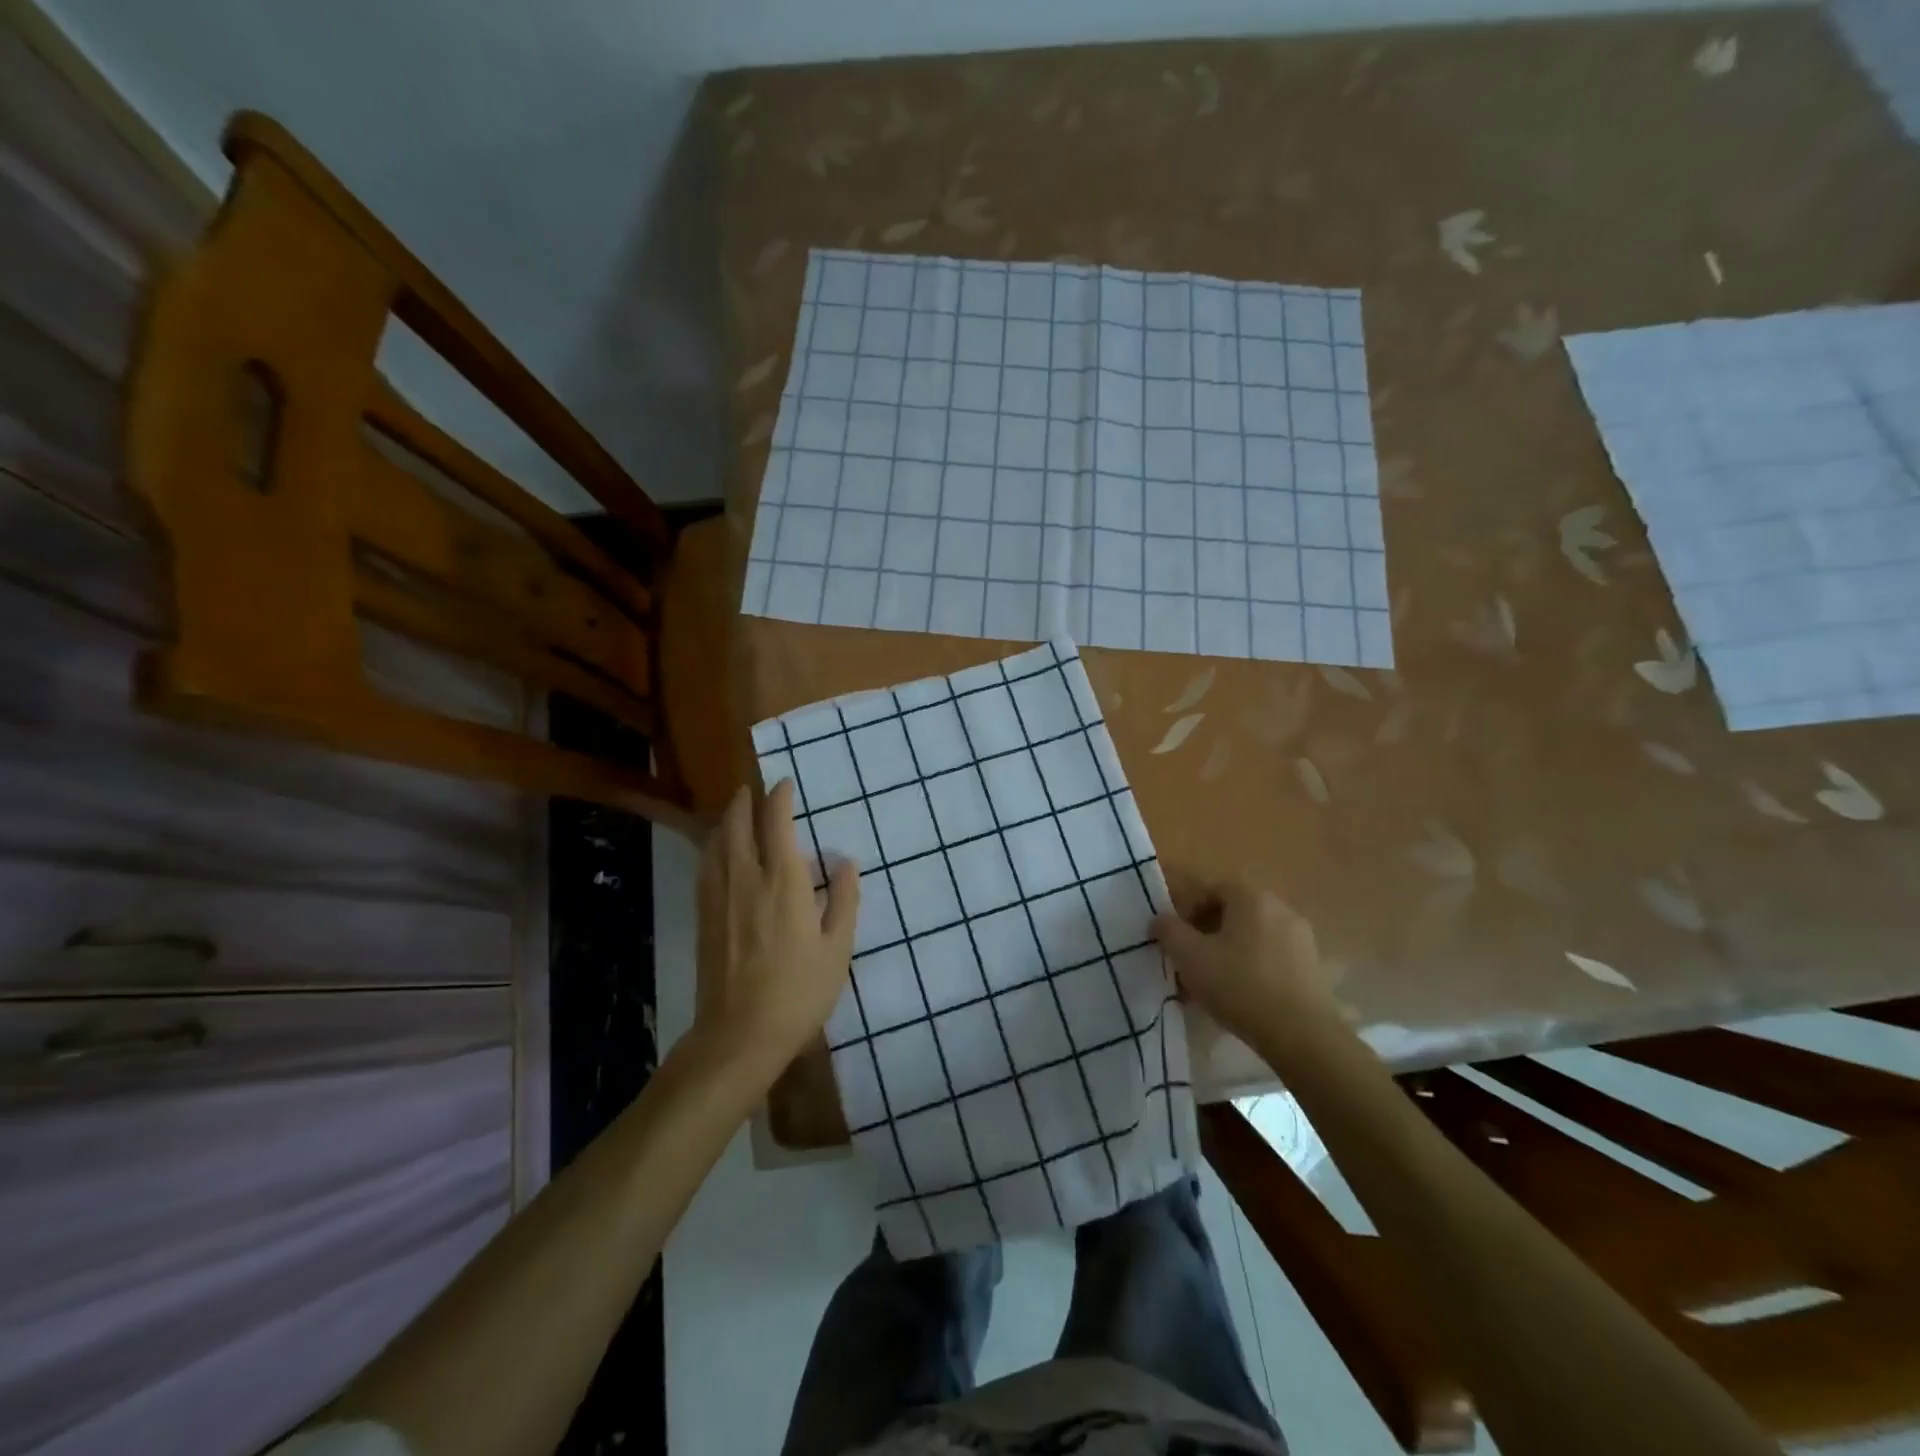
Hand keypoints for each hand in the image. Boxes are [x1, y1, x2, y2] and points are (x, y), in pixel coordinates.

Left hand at [694, 781, 859, 1077]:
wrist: (740, 1034)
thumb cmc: (799, 992)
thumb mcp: (837, 948)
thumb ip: (843, 899)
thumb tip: (845, 861)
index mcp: (784, 883)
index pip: (777, 824)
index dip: (780, 798)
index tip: (785, 784)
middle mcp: (746, 879)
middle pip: (739, 825)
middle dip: (745, 801)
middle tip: (753, 790)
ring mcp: (719, 896)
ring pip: (716, 843)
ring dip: (726, 820)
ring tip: (736, 812)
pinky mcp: (703, 916)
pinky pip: (705, 866)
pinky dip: (713, 846)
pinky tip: (718, 851)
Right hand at [1150, 878, 1336, 1050]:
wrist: (1302, 1036)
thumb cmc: (1239, 986)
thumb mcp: (1189, 956)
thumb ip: (1168, 930)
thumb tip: (1160, 919)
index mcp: (1252, 897)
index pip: (1211, 889)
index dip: (1187, 910)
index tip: (1176, 938)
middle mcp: (1281, 908)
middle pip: (1233, 912)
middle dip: (1207, 933)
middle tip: (1190, 960)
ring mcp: (1301, 938)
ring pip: (1252, 937)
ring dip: (1228, 952)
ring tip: (1212, 983)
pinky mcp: (1312, 967)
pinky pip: (1271, 957)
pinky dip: (1252, 967)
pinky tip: (1240, 996)